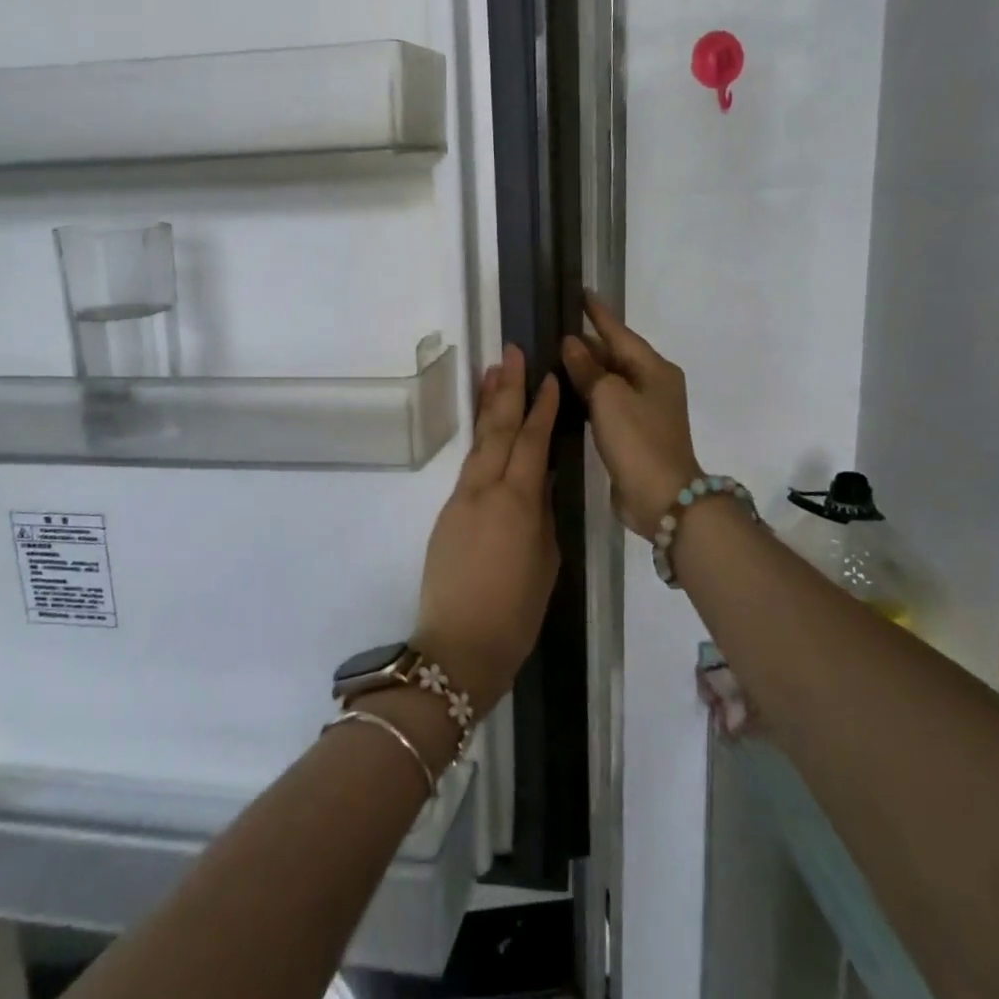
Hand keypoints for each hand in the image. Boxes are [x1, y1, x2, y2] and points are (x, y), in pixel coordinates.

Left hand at [413, 345, 560, 713]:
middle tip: (512, 352)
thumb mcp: (546, 562)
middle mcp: (485, 490)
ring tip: (494, 372)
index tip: (550, 377)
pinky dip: (480, 441)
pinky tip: (487, 431)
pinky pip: (469, 467)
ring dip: (488, 406)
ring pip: (479, 443)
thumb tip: (541, 483)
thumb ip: (543, 515)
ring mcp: (461, 499)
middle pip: (498, 429)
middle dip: (508, 389)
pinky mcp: (448, 513)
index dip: (543, 408)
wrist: (458, 646)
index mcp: (516, 502)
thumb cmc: (515, 612)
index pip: (532, 442)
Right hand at [561, 291, 703, 538]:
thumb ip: (588, 368)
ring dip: (586, 369)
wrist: (662, 498)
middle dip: (588, 343)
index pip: (620, 332)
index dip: (599, 313)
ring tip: (555, 354)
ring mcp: (645, 410)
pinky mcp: (634, 433)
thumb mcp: (609, 397)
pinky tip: (568, 392)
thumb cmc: (638, 440)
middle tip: (555, 327)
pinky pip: (608, 403)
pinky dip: (589, 394)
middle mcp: (654, 384)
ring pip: (611, 380)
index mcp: (654, 369)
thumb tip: (572, 343)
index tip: (581, 292)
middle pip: (616, 355)